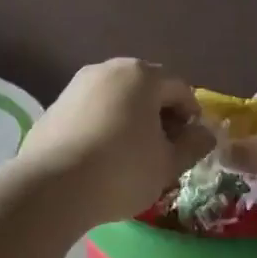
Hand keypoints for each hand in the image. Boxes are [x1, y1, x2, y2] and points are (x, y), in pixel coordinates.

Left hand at [18, 60, 215, 224]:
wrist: (52, 187)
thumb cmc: (122, 171)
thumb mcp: (168, 164)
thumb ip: (193, 145)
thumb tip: (204, 133)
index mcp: (141, 75)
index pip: (179, 89)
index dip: (191, 116)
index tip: (189, 145)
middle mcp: (107, 70)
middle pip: (145, 89)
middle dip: (159, 116)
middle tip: (163, 150)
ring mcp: (76, 86)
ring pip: (116, 99)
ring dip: (131, 121)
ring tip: (132, 156)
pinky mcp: (54, 106)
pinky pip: (91, 111)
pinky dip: (103, 127)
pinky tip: (101, 158)